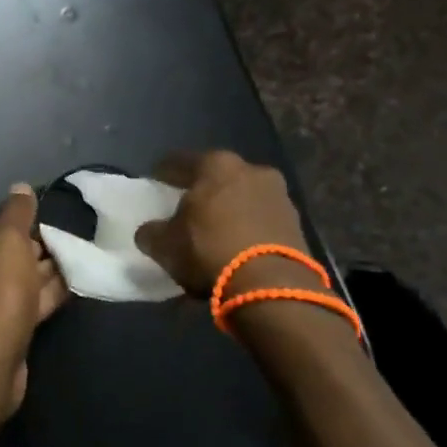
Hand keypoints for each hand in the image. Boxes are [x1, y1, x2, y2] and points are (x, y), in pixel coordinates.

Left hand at [0, 183, 68, 417]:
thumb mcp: (9, 241)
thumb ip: (17, 212)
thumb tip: (21, 188)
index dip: (15, 224)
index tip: (44, 227)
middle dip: (29, 251)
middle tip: (61, 247)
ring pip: (8, 284)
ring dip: (38, 274)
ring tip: (71, 263)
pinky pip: (15, 308)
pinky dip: (38, 298)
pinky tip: (68, 288)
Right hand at [133, 150, 309, 294]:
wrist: (272, 285)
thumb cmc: (209, 250)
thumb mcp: (164, 245)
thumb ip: (152, 232)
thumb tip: (150, 231)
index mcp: (216, 165)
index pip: (180, 161)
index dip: (163, 172)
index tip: (155, 181)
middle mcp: (251, 170)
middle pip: (217, 175)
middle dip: (201, 188)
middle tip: (185, 204)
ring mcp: (279, 195)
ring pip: (242, 195)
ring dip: (228, 207)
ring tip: (213, 227)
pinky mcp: (296, 223)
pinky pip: (260, 218)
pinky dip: (247, 226)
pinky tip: (235, 243)